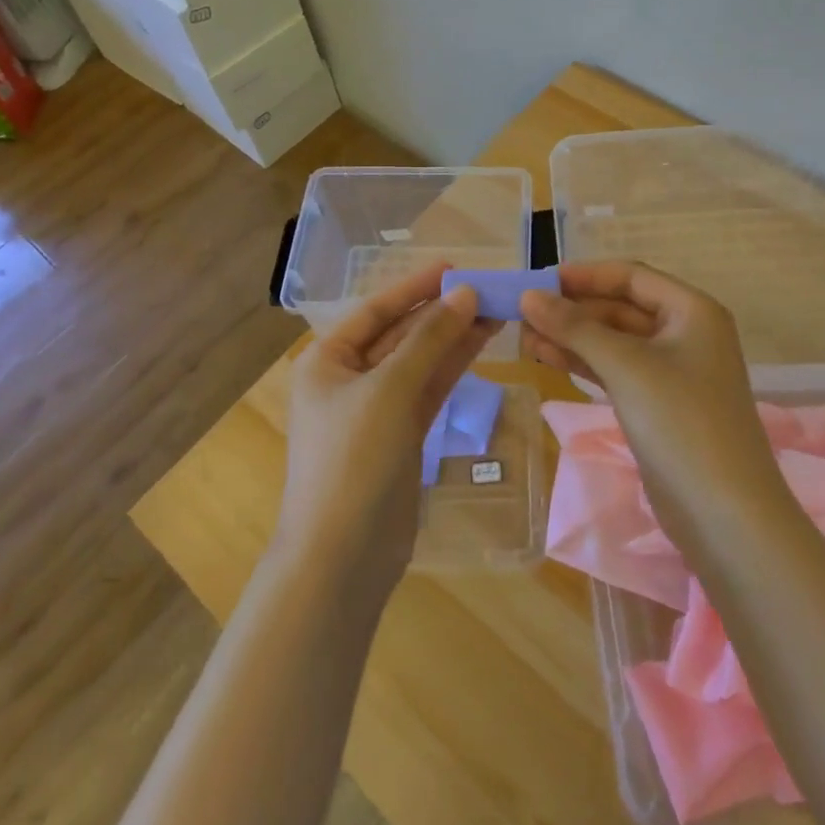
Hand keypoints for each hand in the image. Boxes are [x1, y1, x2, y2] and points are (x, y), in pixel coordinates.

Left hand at [275, 263, 496, 598]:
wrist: (342, 557)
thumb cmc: (353, 460)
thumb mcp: (390, 390)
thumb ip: (430, 339)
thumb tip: (465, 293)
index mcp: (327, 361)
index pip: (377, 310)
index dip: (415, 287)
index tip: (455, 267)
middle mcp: (349, 379)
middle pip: (401, 334)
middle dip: (441, 313)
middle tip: (487, 289)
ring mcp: (376, 409)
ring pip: (420, 361)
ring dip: (454, 337)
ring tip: (496, 311)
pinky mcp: (400, 436)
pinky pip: (429, 390)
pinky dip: (452, 368)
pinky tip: (481, 344)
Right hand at [520, 262, 781, 533]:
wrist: (725, 515)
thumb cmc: (681, 422)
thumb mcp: (625, 366)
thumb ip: (575, 327)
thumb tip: (528, 295)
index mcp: (692, 311)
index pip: (631, 276)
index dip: (585, 275)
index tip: (539, 279)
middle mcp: (686, 334)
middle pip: (621, 308)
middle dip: (574, 310)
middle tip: (523, 313)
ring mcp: (673, 372)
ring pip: (615, 341)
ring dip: (572, 337)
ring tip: (524, 336)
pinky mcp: (658, 405)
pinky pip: (616, 371)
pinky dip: (583, 363)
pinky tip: (546, 358)